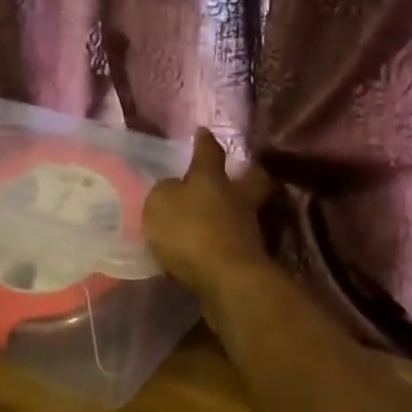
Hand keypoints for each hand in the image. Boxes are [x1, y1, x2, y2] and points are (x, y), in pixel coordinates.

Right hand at [143, 128, 276, 303]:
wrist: (227, 279)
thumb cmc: (191, 231)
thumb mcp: (160, 204)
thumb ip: (164, 193)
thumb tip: (172, 189)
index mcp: (212, 178)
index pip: (209, 152)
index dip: (204, 141)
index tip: (203, 131)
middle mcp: (236, 197)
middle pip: (251, 178)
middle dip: (246, 172)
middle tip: (238, 170)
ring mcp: (247, 227)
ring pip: (246, 209)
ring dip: (234, 209)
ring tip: (217, 214)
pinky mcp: (249, 257)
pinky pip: (236, 239)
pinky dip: (226, 238)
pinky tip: (213, 244)